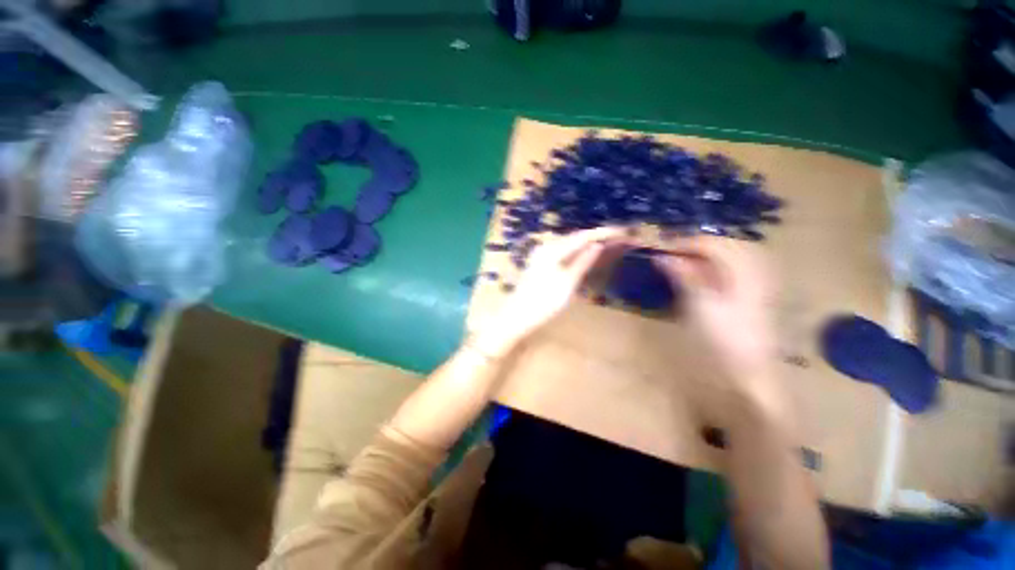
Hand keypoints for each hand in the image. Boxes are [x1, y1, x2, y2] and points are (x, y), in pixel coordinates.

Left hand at [473, 227, 625, 357]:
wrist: (517, 317)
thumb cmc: (543, 302)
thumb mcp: (567, 283)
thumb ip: (582, 262)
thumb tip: (598, 245)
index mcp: (553, 250)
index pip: (582, 236)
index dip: (603, 233)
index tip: (622, 232)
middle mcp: (547, 248)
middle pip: (577, 239)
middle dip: (599, 238)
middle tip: (620, 239)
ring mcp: (543, 257)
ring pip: (572, 246)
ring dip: (590, 245)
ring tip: (609, 245)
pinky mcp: (542, 266)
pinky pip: (565, 255)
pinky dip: (579, 254)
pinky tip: (588, 256)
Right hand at [652, 236, 779, 403]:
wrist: (747, 379)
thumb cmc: (722, 341)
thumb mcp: (700, 305)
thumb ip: (684, 277)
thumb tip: (663, 256)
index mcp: (744, 275)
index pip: (717, 245)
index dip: (689, 242)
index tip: (663, 248)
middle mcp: (752, 277)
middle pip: (727, 248)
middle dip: (699, 245)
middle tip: (672, 251)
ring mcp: (752, 291)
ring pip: (730, 261)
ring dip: (706, 256)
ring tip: (682, 261)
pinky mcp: (747, 304)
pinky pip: (731, 277)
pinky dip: (712, 271)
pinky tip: (698, 278)